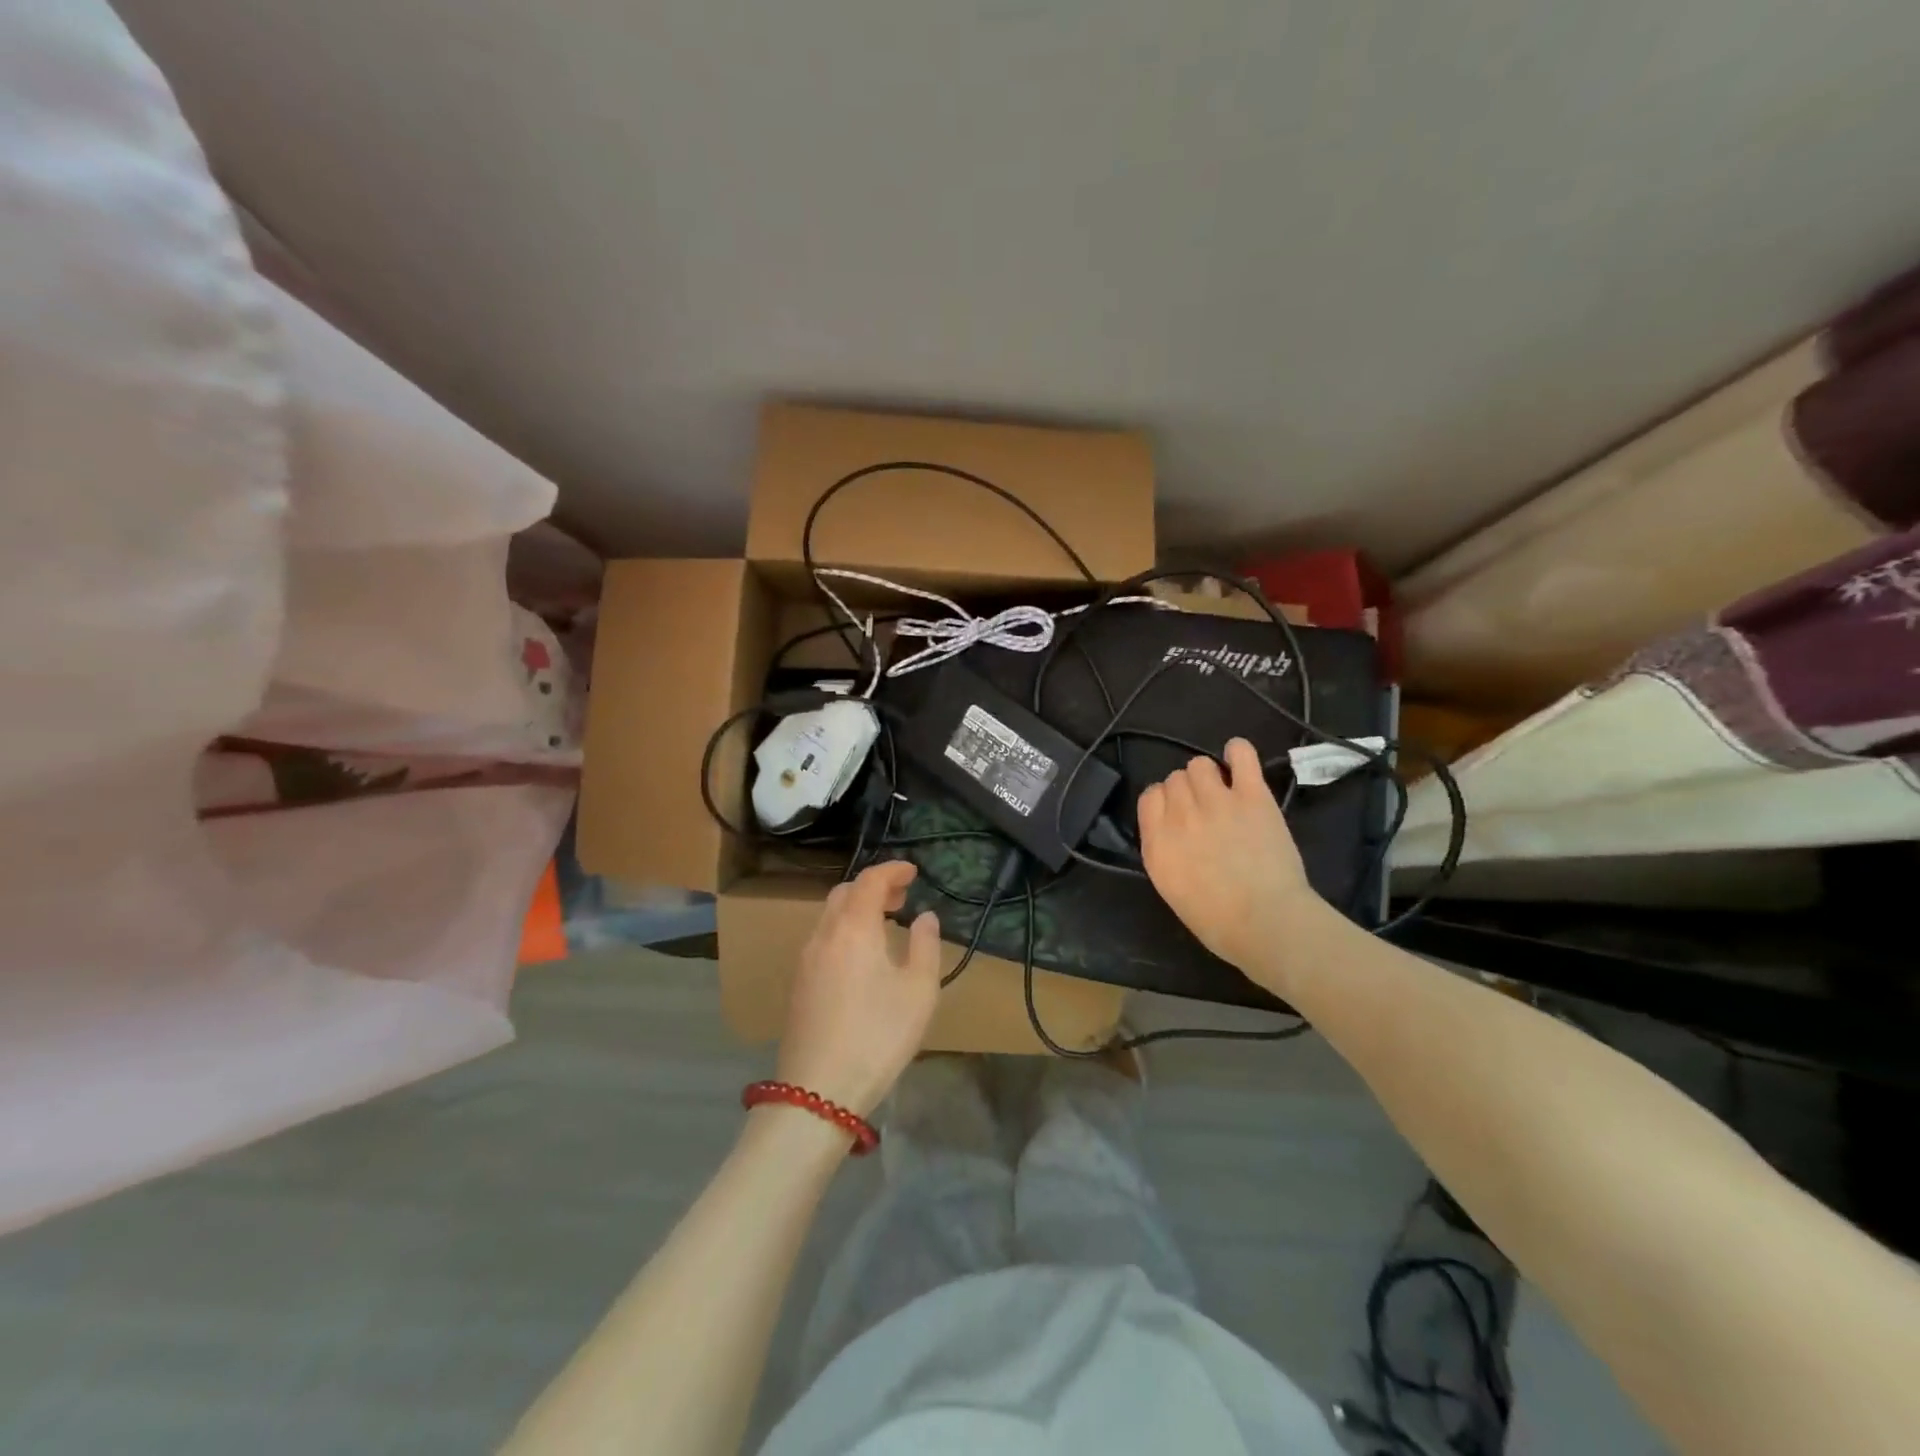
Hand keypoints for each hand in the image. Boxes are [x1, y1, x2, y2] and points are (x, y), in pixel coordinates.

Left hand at [776, 861, 942, 1118]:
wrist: (818, 1091)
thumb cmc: (878, 1036)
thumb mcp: (918, 991)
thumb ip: (925, 945)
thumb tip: (924, 916)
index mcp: (854, 928)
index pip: (870, 880)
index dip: (892, 869)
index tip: (913, 871)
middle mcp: (824, 935)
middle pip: (845, 892)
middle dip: (873, 886)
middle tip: (902, 897)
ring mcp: (805, 959)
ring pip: (829, 915)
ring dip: (857, 908)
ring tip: (885, 924)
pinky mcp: (798, 983)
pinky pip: (822, 938)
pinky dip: (844, 929)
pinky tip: (861, 955)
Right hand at [1137, 737, 1322, 975]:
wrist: (1266, 922)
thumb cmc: (1217, 922)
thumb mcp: (1172, 889)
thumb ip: (1166, 852)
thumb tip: (1174, 833)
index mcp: (1157, 841)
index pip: (1149, 796)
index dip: (1164, 802)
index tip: (1178, 817)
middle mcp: (1180, 814)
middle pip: (1175, 778)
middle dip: (1188, 792)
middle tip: (1206, 813)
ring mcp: (1216, 801)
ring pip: (1200, 764)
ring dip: (1209, 775)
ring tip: (1224, 792)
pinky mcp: (1252, 796)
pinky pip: (1241, 755)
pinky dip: (1238, 752)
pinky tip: (1239, 759)